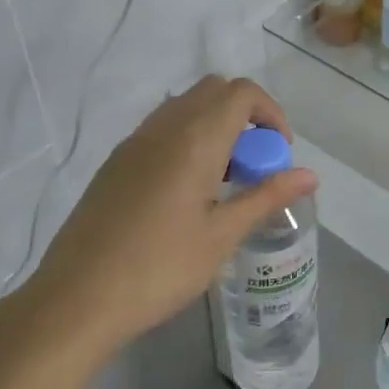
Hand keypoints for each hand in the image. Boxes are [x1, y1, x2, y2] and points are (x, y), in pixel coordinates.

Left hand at [6, 77, 317, 359]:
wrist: (77, 298)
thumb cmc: (160, 268)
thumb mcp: (222, 235)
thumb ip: (266, 197)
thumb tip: (310, 175)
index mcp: (194, 139)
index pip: (241, 93)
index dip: (271, 113)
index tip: (279, 154)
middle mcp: (162, 128)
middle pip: (214, 91)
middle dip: (245, 117)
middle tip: (255, 166)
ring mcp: (133, 143)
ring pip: (185, 109)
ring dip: (215, 128)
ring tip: (224, 182)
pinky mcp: (116, 163)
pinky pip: (162, 131)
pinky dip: (188, 141)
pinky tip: (188, 193)